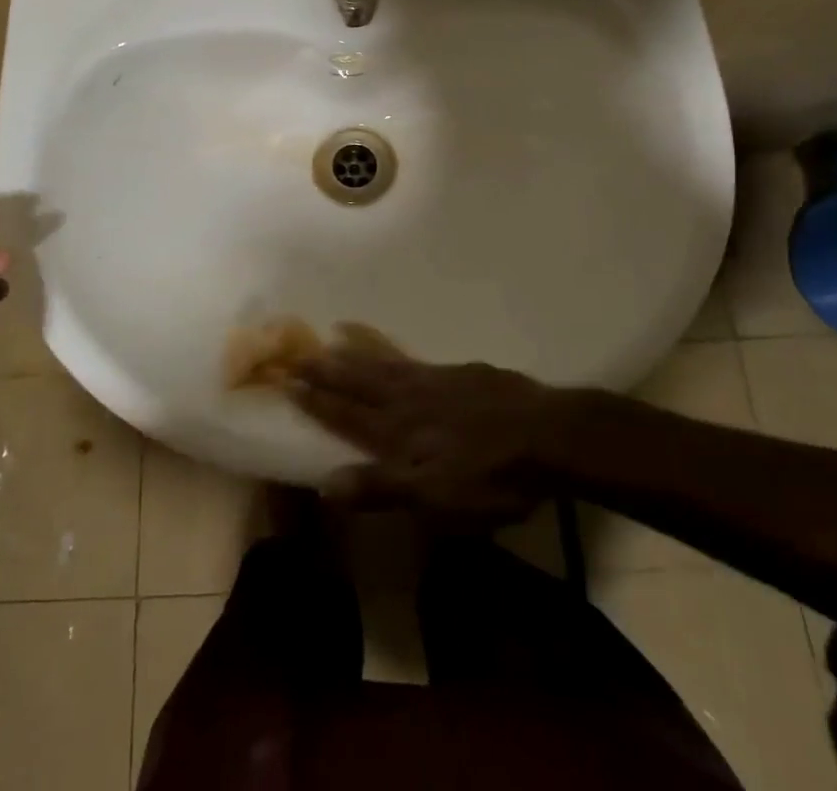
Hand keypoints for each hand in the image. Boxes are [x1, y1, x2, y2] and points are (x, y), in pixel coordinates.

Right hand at [288, 349, 563, 521]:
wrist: (546, 435)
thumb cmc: (490, 477)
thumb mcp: (435, 498)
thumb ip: (381, 488)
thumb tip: (326, 484)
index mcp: (399, 433)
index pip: (347, 415)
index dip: (318, 401)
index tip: (289, 382)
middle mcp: (409, 400)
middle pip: (361, 383)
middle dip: (329, 371)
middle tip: (300, 354)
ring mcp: (436, 381)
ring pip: (385, 365)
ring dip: (356, 355)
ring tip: (335, 337)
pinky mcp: (461, 374)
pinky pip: (414, 358)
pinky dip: (394, 351)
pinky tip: (391, 350)